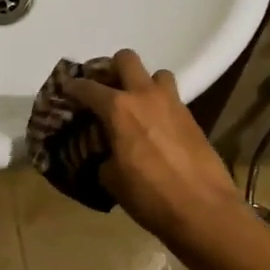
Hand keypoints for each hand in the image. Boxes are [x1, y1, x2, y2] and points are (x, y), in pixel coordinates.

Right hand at [63, 50, 248, 246]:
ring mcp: (172, 103)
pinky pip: (171, 98)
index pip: (87, 87)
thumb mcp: (112, 179)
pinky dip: (159, 105)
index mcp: (118, 108)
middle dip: (112, 68)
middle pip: (126, 59)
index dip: (72, 87)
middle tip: (105, 88)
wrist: (203, 210)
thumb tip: (107, 153)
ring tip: (136, 105)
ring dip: (143, 83)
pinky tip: (154, 127)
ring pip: (156, 74)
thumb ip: (103, 156)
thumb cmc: (149, 195)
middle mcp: (145, 96)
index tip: (66, 90)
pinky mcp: (192, 117)